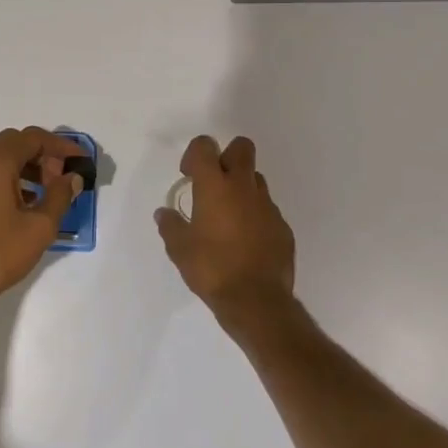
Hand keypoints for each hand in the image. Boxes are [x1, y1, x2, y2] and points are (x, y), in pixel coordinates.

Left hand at [0, 127, 86, 312]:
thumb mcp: (39, 227)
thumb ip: (60, 196)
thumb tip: (71, 177)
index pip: (32, 137)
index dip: (60, 146)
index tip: (80, 160)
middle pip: (13, 144)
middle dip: (42, 155)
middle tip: (62, 177)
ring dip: (24, 168)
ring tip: (45, 193)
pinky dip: (6, 180)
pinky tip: (21, 205)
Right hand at [154, 135, 296, 321]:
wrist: (256, 301)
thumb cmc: (212, 269)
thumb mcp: (179, 249)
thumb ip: (170, 225)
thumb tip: (165, 214)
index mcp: (214, 186)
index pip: (205, 146)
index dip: (195, 154)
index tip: (189, 176)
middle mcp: (243, 187)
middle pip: (241, 148)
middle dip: (226, 156)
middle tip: (213, 184)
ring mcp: (267, 206)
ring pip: (256, 178)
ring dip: (241, 187)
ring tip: (228, 216)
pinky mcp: (282, 227)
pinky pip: (267, 209)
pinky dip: (255, 216)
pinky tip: (245, 241)